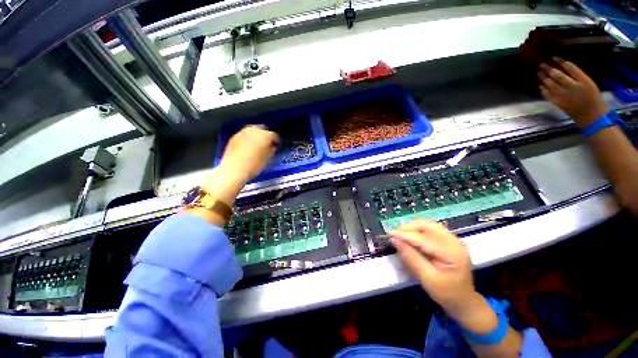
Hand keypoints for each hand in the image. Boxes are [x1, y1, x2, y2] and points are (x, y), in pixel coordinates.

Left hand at [219, 125, 279, 181]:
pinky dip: (248, 139)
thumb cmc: (254, 165)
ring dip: (256, 136)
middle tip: (268, 144)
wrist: (234, 169)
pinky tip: (248, 147)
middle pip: (263, 129)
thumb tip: (272, 147)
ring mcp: (242, 132)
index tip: (277, 146)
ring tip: (258, 145)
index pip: (274, 135)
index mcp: (265, 135)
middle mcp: (254, 130)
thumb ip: (272, 150)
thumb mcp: (268, 159)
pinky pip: (244, 135)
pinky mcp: (234, 137)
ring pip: (252, 131)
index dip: (277, 141)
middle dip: (266, 136)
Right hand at [391, 220, 475, 313]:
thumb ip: (411, 257)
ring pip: (429, 225)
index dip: (406, 235)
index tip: (390, 234)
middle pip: (428, 226)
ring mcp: (453, 240)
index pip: (425, 239)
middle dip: (409, 227)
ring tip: (401, 234)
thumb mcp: (426, 278)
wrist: (464, 301)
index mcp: (452, 253)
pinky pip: (431, 229)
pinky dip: (418, 229)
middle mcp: (455, 242)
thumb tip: (395, 240)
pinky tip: (411, 236)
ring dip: (413, 227)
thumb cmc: (446, 293)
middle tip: (395, 234)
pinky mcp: (449, 240)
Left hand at [538, 57, 607, 126]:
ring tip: (539, 72)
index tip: (554, 57)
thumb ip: (578, 76)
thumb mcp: (590, 83)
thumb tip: (565, 68)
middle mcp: (572, 87)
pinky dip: (543, 89)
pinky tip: (540, 85)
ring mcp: (564, 96)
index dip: (561, 62)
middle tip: (542, 64)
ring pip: (550, 84)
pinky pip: (548, 95)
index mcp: (583, 81)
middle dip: (549, 69)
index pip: (571, 68)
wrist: (591, 116)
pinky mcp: (558, 103)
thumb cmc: (593, 98)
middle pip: (558, 75)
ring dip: (543, 78)